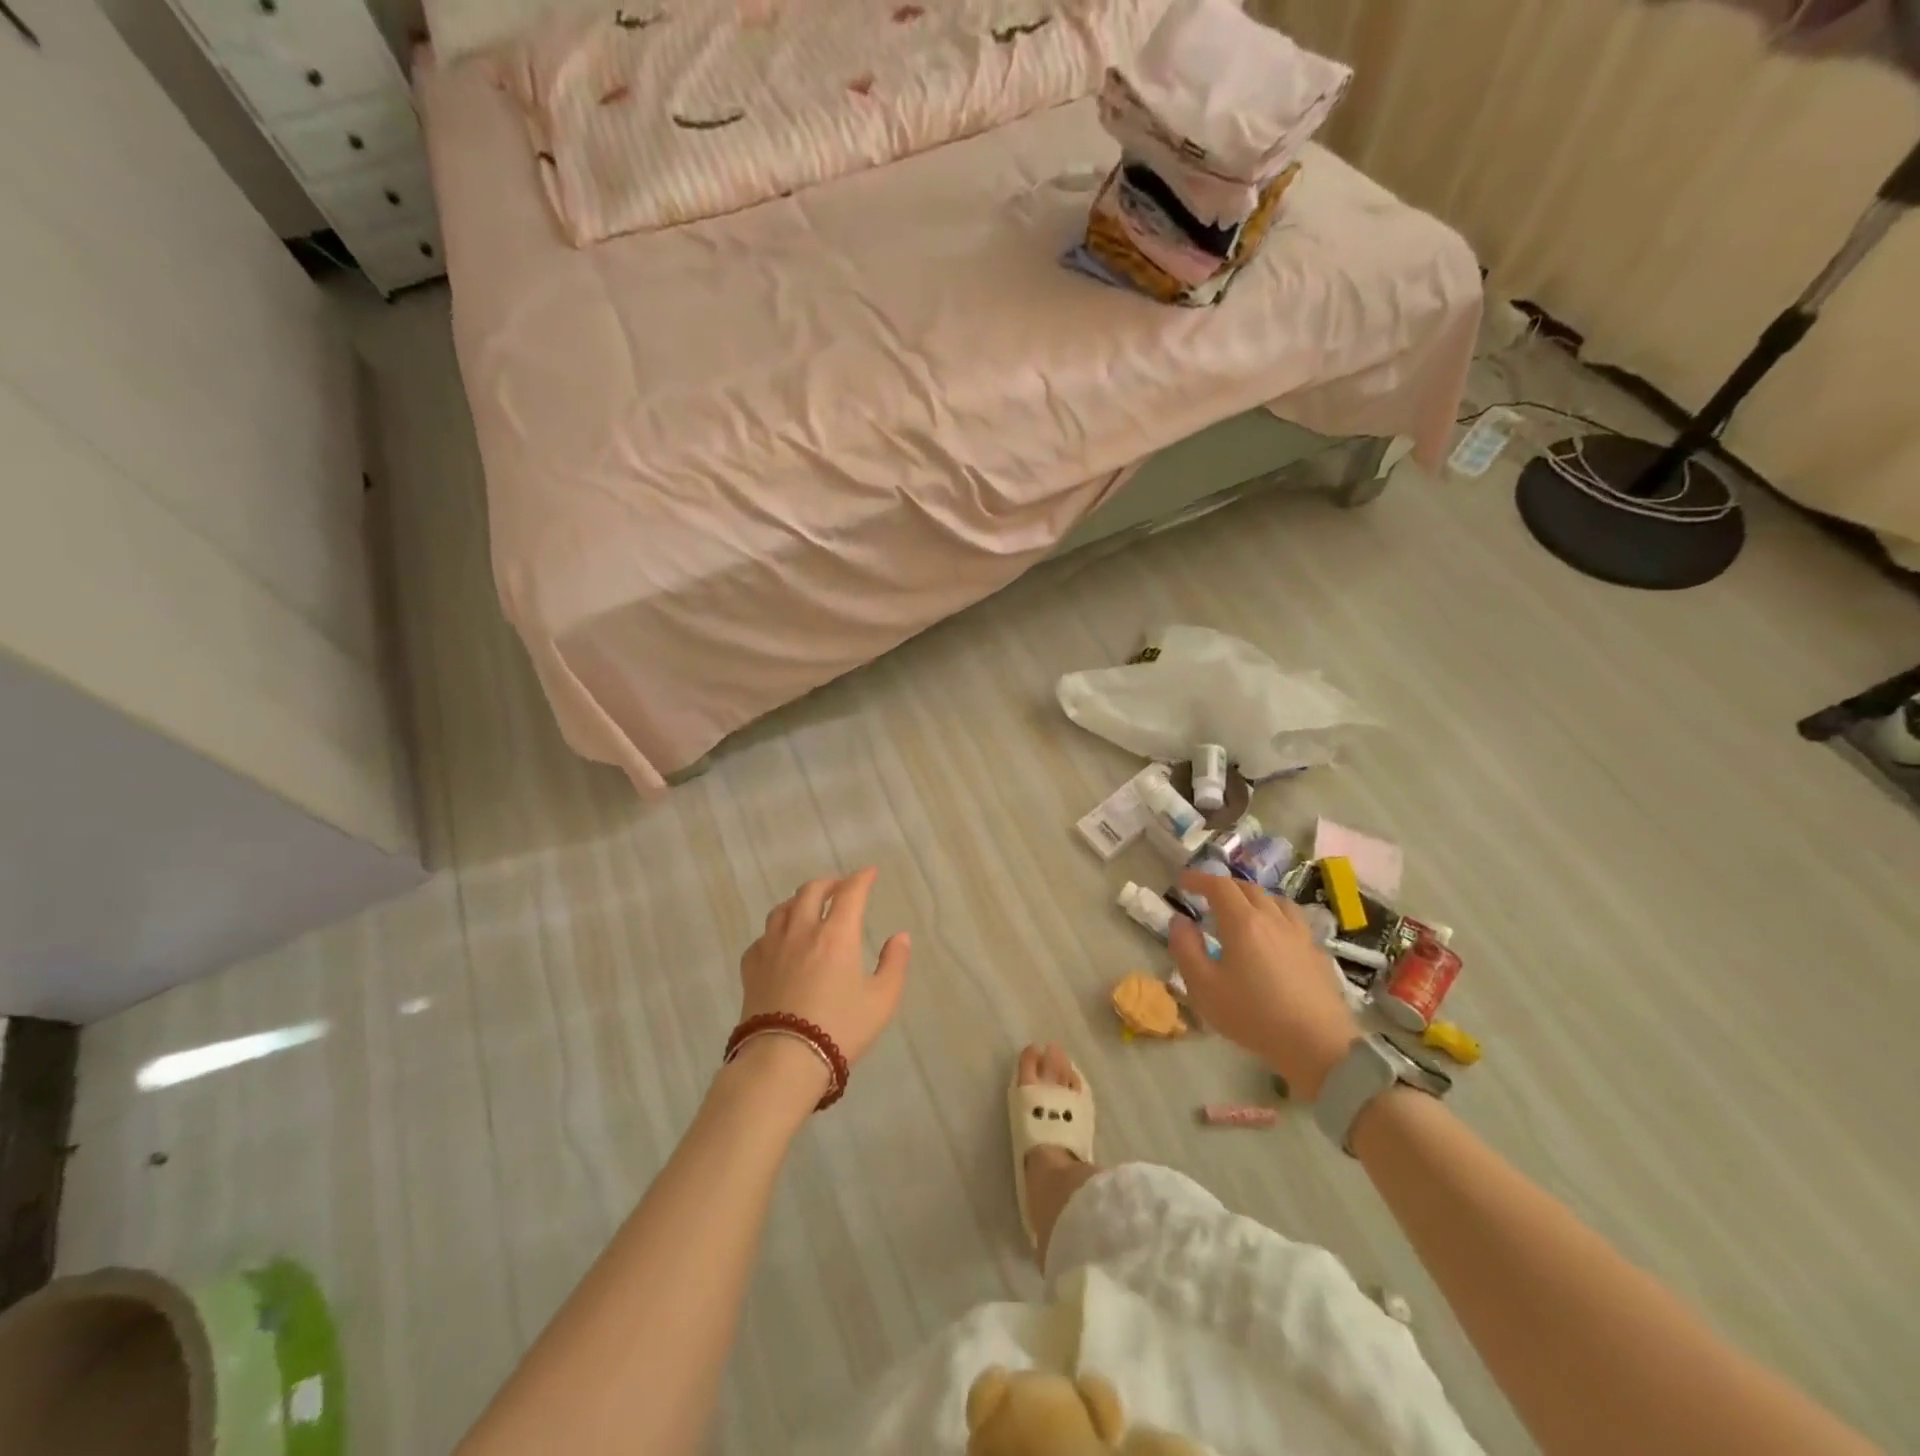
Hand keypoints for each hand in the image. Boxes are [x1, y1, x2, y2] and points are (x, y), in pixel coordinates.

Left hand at [738, 867, 911, 1078]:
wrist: (782, 1061)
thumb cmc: (839, 1029)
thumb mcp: (881, 1001)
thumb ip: (894, 964)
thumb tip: (900, 936)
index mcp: (836, 934)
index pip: (850, 892)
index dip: (862, 878)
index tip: (870, 873)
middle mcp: (802, 931)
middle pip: (812, 890)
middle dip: (829, 883)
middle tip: (840, 887)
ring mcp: (772, 947)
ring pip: (783, 908)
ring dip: (800, 901)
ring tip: (809, 907)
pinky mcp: (751, 967)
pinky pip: (763, 936)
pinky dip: (777, 930)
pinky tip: (781, 942)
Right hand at [1169, 871, 1358, 1099]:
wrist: (1318, 1045)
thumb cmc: (1253, 1016)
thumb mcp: (1204, 987)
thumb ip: (1186, 949)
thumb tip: (1180, 920)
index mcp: (1243, 922)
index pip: (1219, 885)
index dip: (1199, 878)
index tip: (1183, 881)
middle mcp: (1273, 919)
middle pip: (1248, 888)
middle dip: (1224, 887)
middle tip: (1207, 897)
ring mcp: (1300, 935)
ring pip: (1275, 901)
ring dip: (1253, 898)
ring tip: (1243, 912)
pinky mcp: (1317, 953)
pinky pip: (1294, 921)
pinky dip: (1276, 917)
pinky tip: (1275, 937)